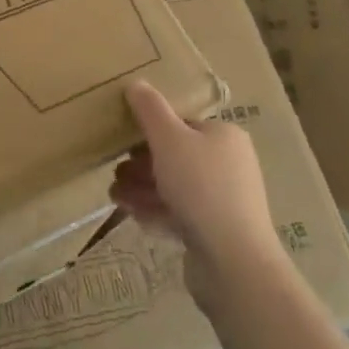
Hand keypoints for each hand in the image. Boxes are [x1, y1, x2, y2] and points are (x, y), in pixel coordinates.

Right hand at [111, 80, 281, 304]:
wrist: (234, 264)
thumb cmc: (201, 188)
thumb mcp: (169, 139)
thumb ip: (150, 110)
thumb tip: (136, 84)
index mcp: (224, 137)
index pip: (183, 124)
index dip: (151, 129)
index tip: (123, 140)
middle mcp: (229, 165)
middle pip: (176, 156)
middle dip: (141, 164)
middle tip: (114, 170)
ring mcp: (225, 202)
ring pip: (175, 187)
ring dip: (142, 188)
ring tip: (113, 195)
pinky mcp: (217, 233)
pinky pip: (181, 214)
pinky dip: (156, 211)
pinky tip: (132, 215)